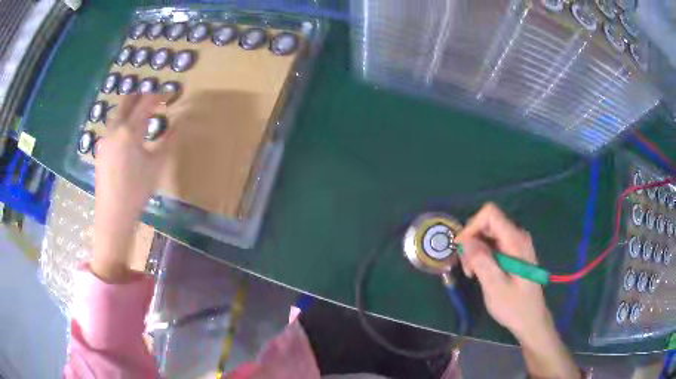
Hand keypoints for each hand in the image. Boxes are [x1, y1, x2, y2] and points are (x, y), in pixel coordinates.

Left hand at [92, 94, 173, 282]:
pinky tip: (129, 137)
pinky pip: (113, 127)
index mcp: (129, 130)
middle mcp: (114, 128)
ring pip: (118, 113)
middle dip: (142, 95)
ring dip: (131, 109)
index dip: (160, 95)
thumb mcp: (157, 165)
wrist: (113, 214)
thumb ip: (169, 141)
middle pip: (127, 100)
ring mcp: (105, 139)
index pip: (147, 102)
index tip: (171, 94)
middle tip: (155, 99)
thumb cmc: (137, 190)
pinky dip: (123, 123)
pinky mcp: (100, 150)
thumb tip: (179, 124)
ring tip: (143, 117)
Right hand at [455, 203, 549, 343]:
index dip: (472, 226)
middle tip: (467, 268)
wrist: (531, 319)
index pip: (490, 213)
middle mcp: (517, 236)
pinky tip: (479, 273)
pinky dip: (481, 255)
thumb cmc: (515, 306)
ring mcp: (516, 244)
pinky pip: (492, 244)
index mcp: (515, 241)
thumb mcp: (495, 287)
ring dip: (475, 251)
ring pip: (488, 235)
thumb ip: (481, 261)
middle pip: (487, 223)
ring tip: (472, 274)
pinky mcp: (513, 252)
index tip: (461, 248)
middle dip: (472, 241)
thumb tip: (466, 241)